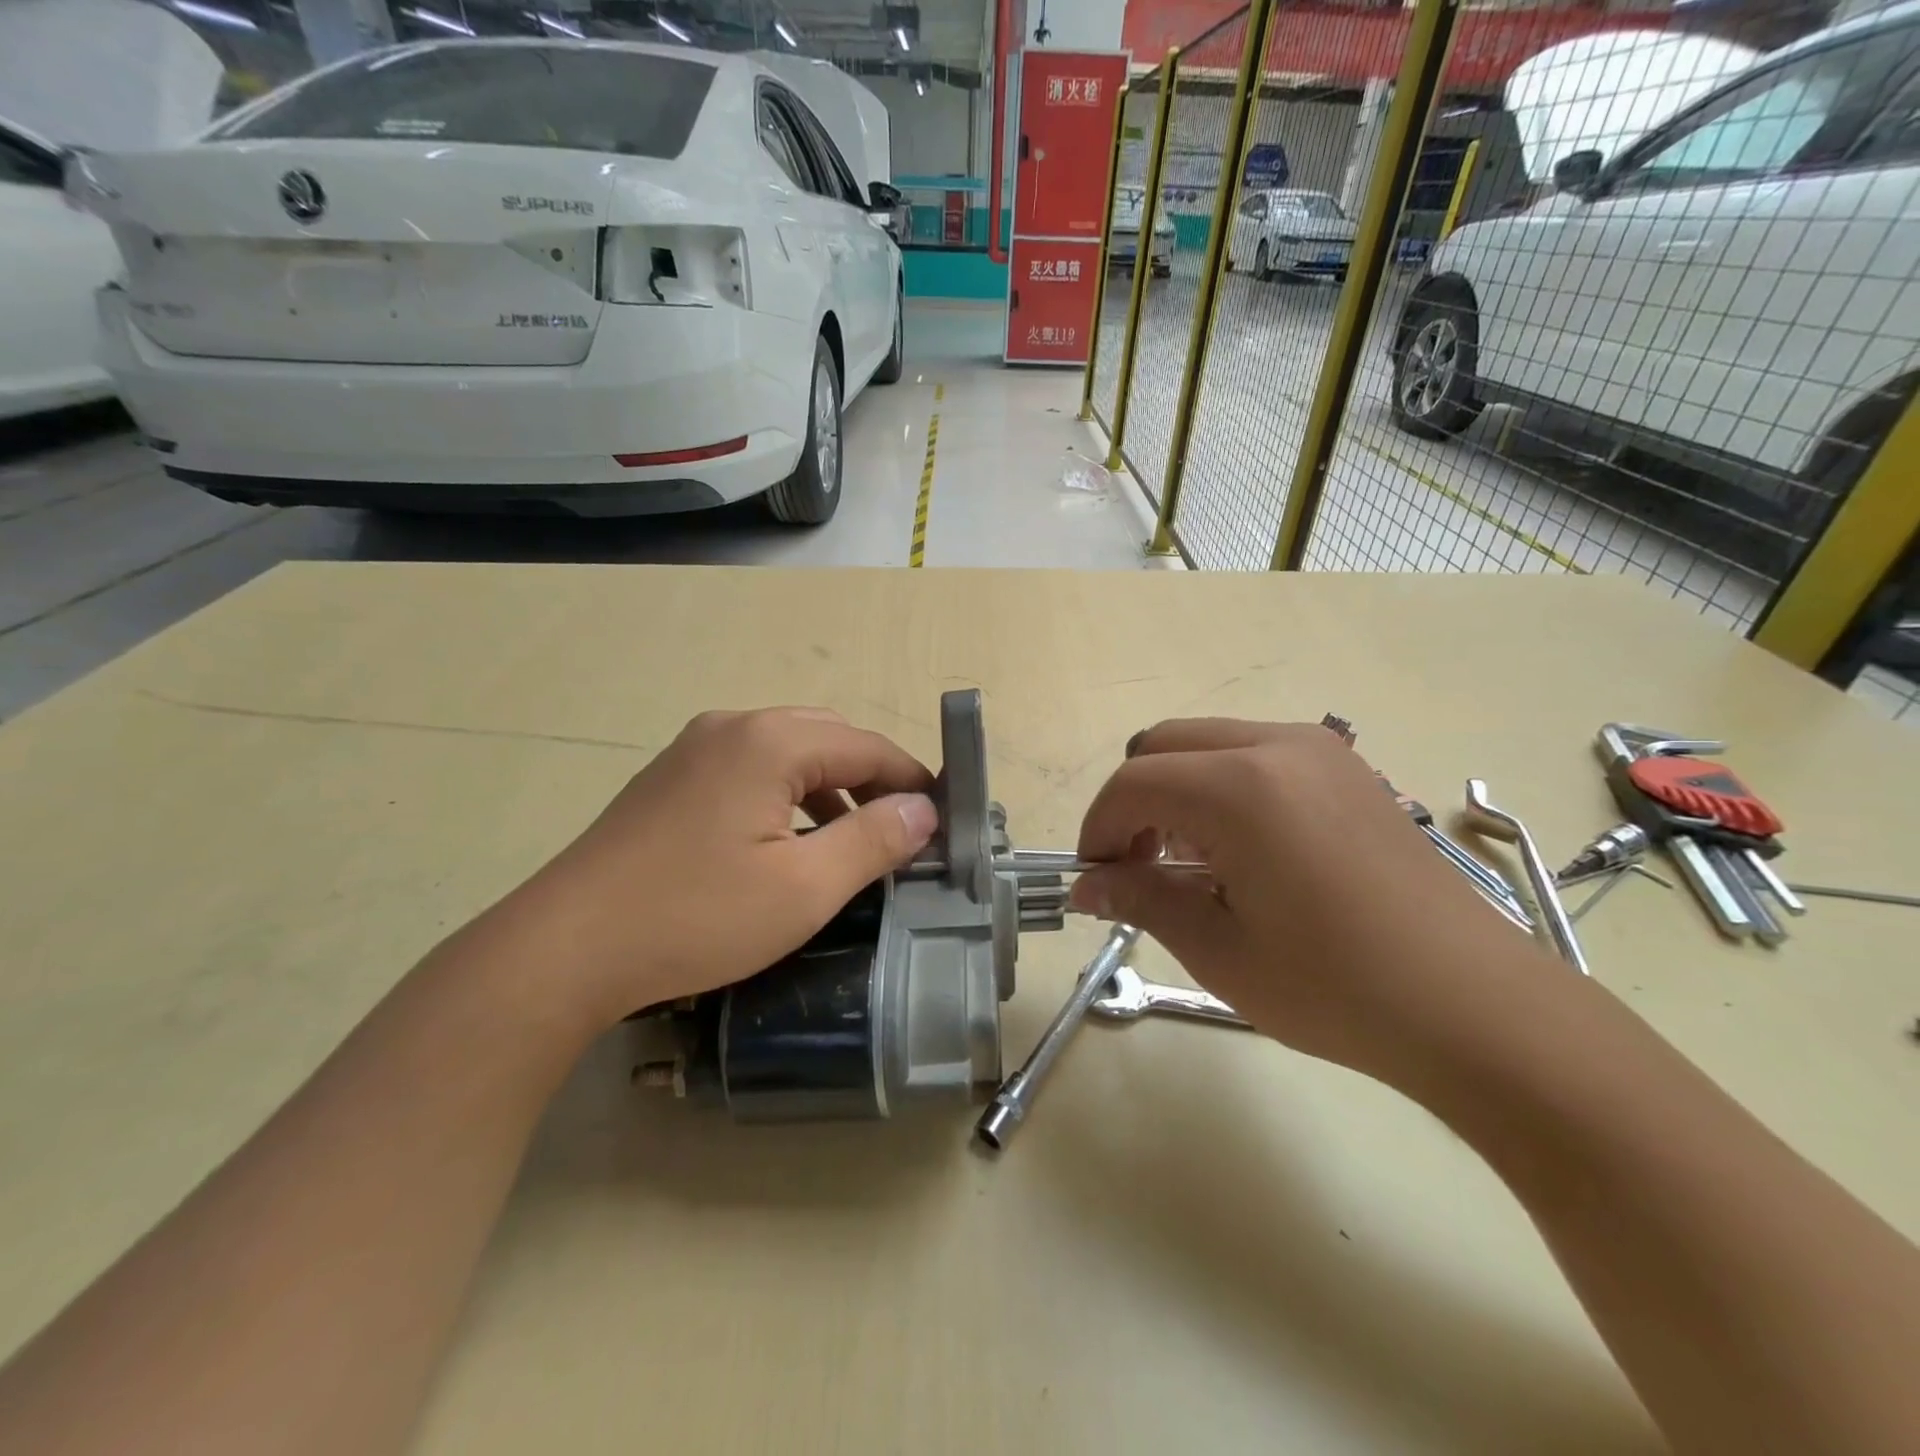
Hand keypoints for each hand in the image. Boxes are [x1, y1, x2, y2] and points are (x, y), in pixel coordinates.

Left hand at [482, 708, 937, 1034]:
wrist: (565, 949)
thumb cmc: (695, 918)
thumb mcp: (804, 888)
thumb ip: (874, 841)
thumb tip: (924, 810)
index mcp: (770, 741)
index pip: (868, 746)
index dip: (912, 781)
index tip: (942, 822)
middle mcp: (733, 727)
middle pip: (829, 739)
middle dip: (874, 780)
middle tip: (903, 831)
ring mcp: (694, 749)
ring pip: (789, 752)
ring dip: (832, 787)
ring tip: (855, 839)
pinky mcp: (671, 778)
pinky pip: (752, 768)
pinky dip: (789, 795)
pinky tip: (791, 841)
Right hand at [1067, 719, 1551, 1087]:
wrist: (1477, 1007)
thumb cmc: (1336, 987)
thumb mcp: (1219, 949)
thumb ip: (1141, 899)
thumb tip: (1085, 886)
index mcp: (1240, 787)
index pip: (1133, 784)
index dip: (1099, 829)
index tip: (1097, 879)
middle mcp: (1278, 745)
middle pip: (1163, 745)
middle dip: (1133, 802)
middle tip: (1138, 867)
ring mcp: (1321, 750)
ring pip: (1208, 744)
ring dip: (1176, 791)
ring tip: (1190, 863)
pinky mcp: (1348, 768)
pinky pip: (1255, 754)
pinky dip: (1221, 787)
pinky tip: (1242, 851)